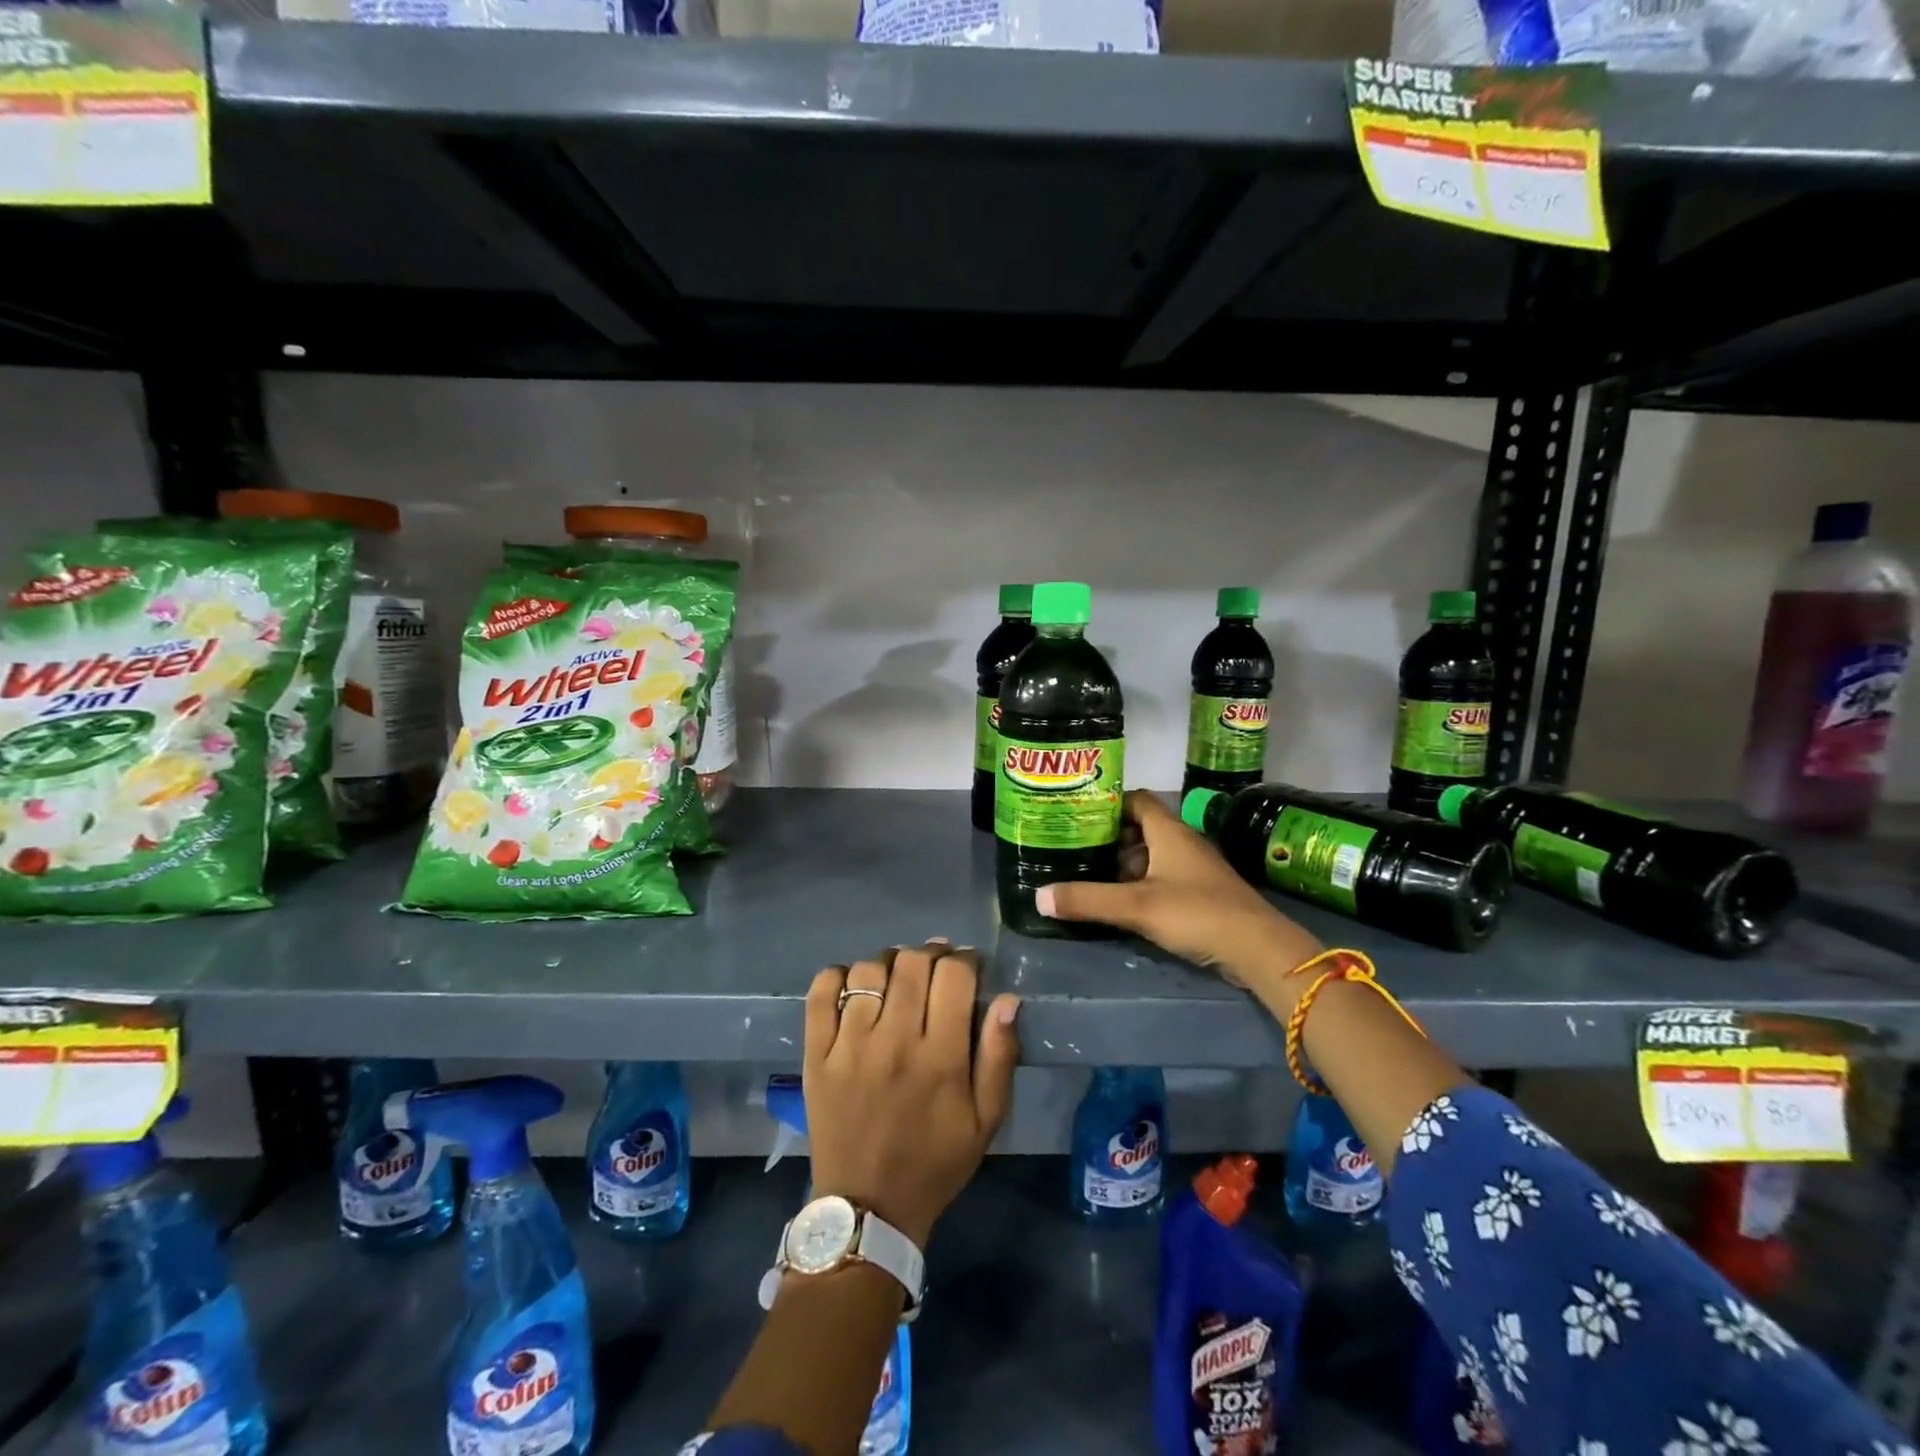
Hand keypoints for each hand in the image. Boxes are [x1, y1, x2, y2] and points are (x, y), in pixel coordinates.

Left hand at [804, 941, 1020, 1249]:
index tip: (969, 966)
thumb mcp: (985, 1120)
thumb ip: (1000, 1056)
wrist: (868, 1208)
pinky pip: (821, 991)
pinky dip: (837, 975)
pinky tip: (854, 985)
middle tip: (936, 967)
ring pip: (869, 970)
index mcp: (941, 1058)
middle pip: (912, 963)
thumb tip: (1008, 998)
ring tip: (898, 977)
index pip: (954, 975)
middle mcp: (894, 1042)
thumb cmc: (935, 1162)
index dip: (966, 959)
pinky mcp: (816, 1054)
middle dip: (931, 953)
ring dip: (889, 963)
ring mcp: (849, 1046)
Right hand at [1034, 790, 1321, 996]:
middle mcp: (1183, 842)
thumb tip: (1038, 897)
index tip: (1078, 813)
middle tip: (1075, 847)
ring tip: (1090, 875)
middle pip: (1141, 829)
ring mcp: (1195, 869)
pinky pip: (1163, 879)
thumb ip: (1088, 900)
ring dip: (1124, 865)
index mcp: (1169, 831)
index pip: (1137, 799)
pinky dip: (1141, 885)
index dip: (1109, 802)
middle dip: (1109, 838)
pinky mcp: (1202, 894)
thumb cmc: (1196, 912)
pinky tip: (1122, 903)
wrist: (1258, 948)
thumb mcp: (1136, 906)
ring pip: (1152, 856)